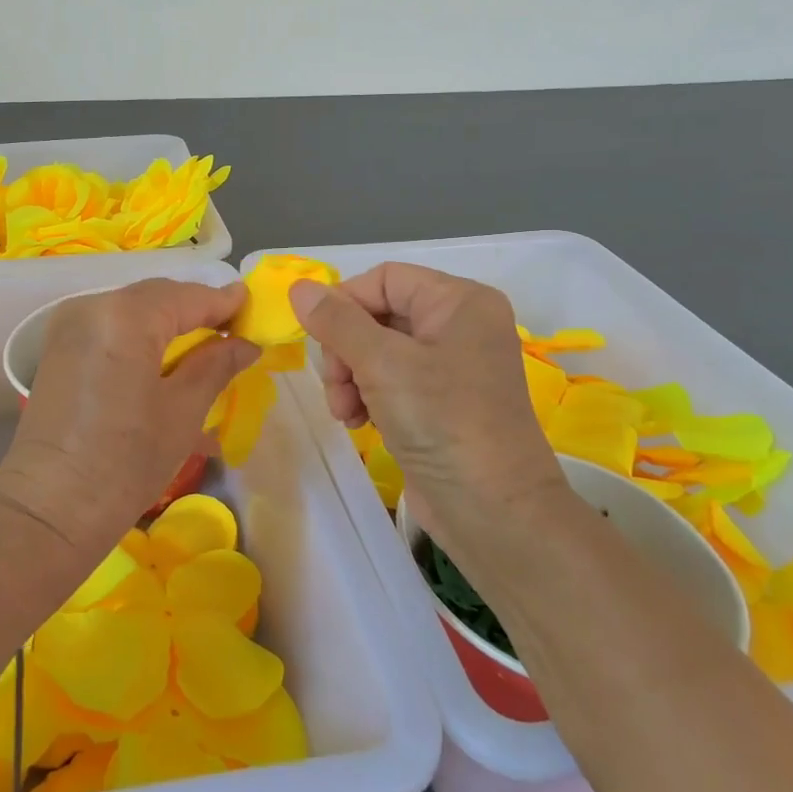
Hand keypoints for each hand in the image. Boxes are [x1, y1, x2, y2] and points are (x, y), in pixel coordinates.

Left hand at [0, 279, 258, 556]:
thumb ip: (215, 365)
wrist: (47, 511)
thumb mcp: (182, 412)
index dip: (226, 303)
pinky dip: (141, 340)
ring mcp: (69, 327)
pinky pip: (111, 330)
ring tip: (204, 351)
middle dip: (197, 313)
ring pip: (133, 312)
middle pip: (158, 298)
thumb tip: (245, 342)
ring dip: (170, 326)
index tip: (256, 310)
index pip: (188, 296)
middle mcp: (92, 306)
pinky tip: (165, 364)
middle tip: (234, 334)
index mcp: (126, 315)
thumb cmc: (125, 462)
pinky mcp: (59, 350)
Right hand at [290, 263, 562, 548]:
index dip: (345, 304)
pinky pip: (388, 380)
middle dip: (346, 350)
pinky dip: (366, 396)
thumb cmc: (442, 422)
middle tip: (337, 385)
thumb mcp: (382, 364)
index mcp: (459, 301)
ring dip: (349, 377)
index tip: (321, 341)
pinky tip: (358, 423)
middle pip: (376, 314)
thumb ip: (337, 321)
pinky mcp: (439, 401)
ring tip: (345, 412)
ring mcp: (450, 365)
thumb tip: (298, 287)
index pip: (383, 279)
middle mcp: (458, 325)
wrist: (494, 512)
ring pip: (375, 350)